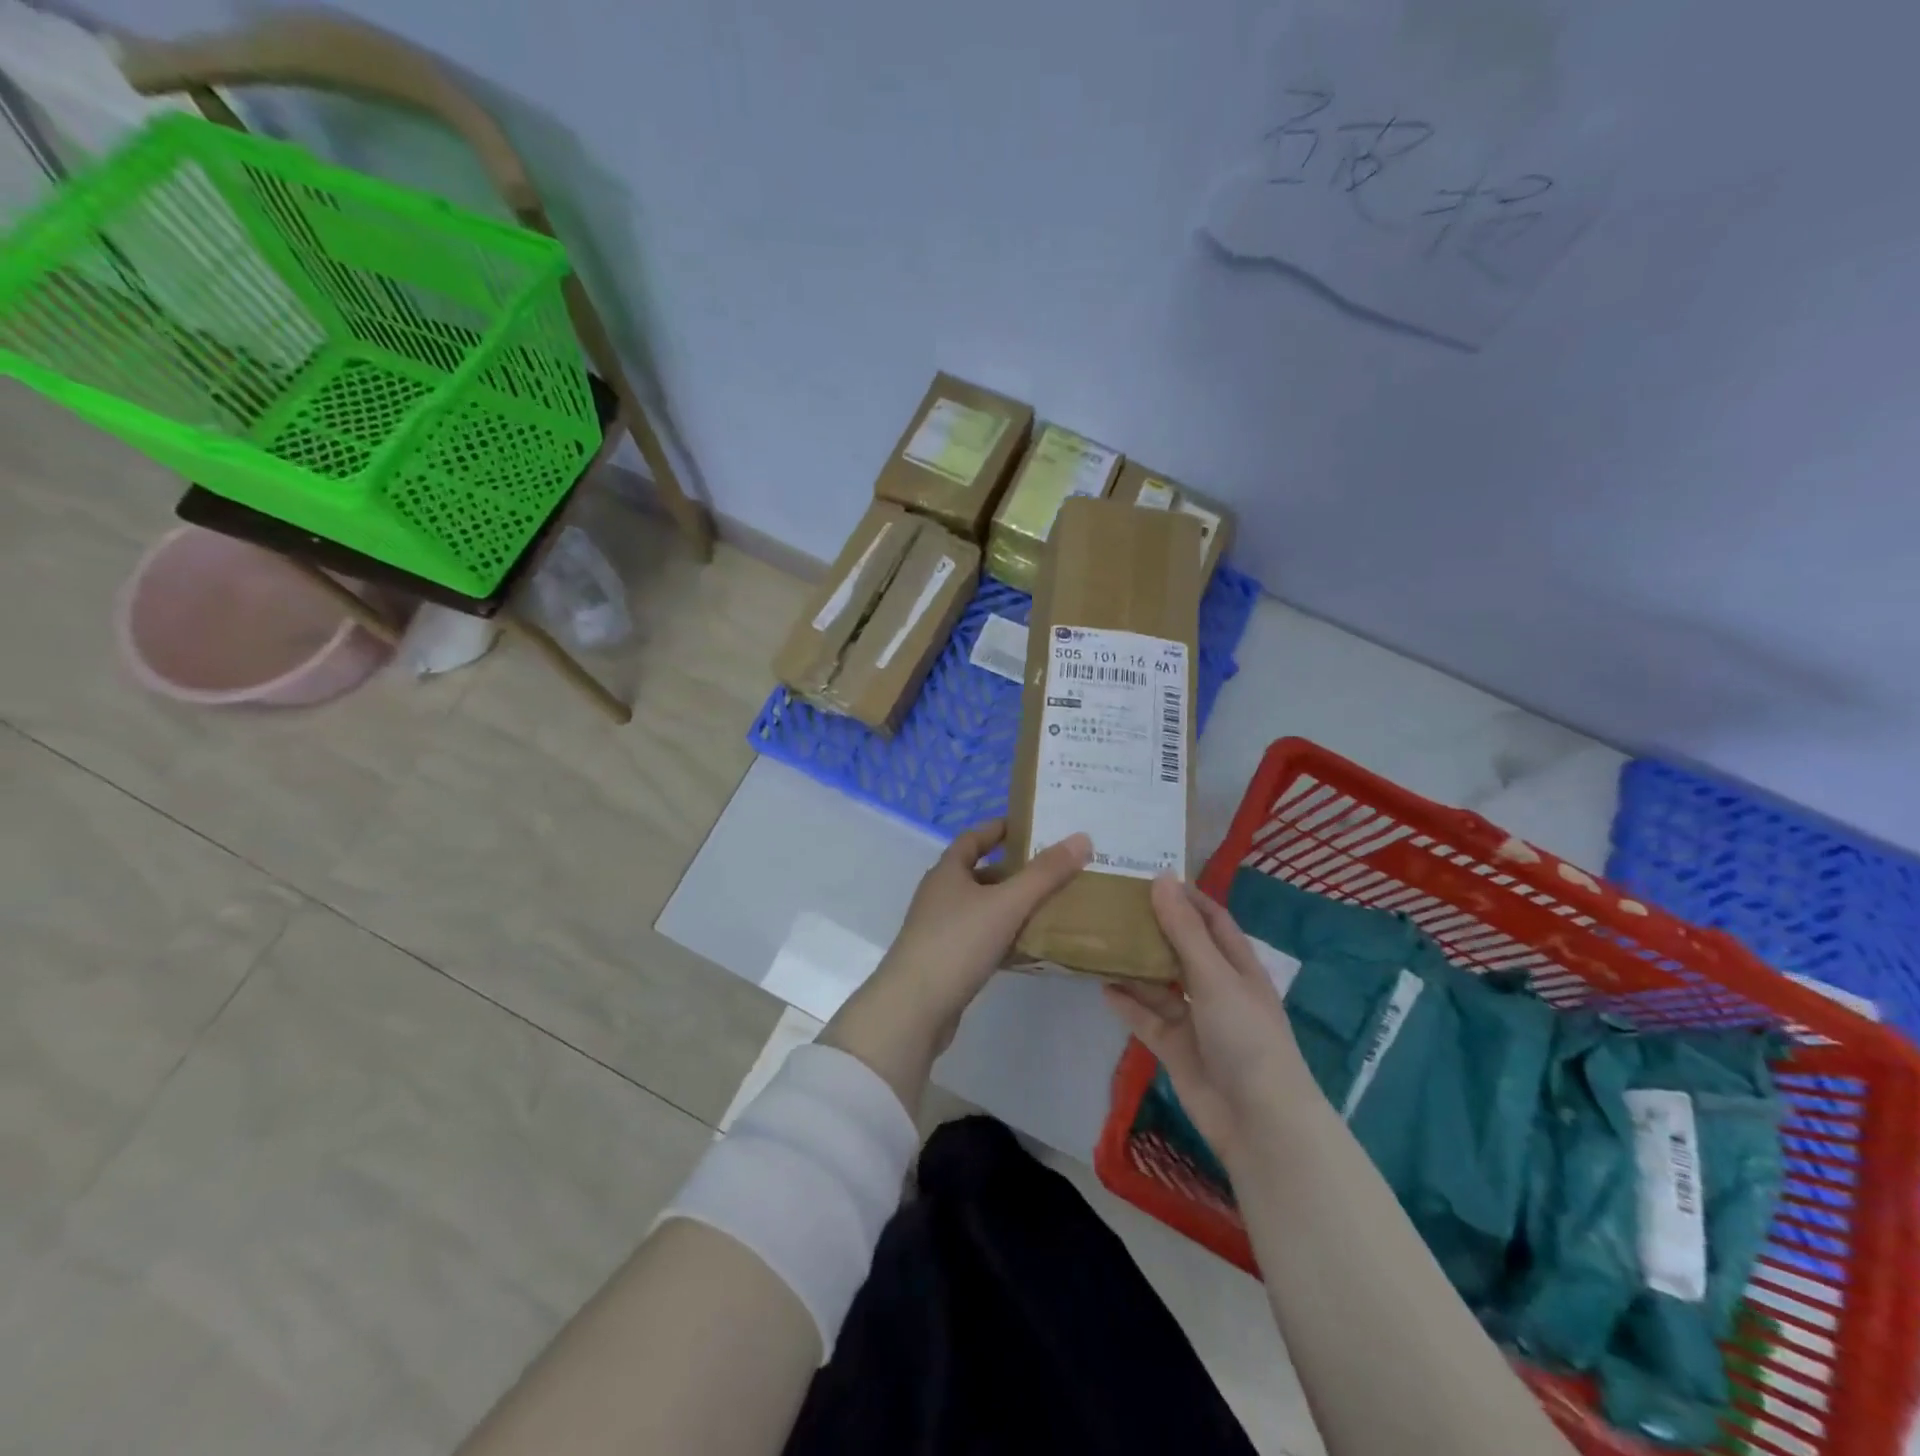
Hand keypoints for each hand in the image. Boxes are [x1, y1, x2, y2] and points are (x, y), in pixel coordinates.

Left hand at [823, 820, 1091, 1114]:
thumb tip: (1081, 838)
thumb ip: (1045, 874)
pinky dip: (1005, 937)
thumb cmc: (958, 942)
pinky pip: (982, 939)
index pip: (973, 838)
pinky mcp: (947, 961)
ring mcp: (941, 929)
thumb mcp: (1007, 903)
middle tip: (1054, 870)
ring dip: (1012, 906)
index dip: (1000, 829)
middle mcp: (940, 895)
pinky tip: (1031, 947)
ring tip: (1052, 906)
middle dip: (1014, 870)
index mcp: (948, 871)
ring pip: (983, 908)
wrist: (915, 1008)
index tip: (1032, 827)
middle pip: (980, 873)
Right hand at [1102, 876, 1310, 1168]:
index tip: (1148, 876)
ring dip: (1135, 965)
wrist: (1258, 1122)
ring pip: (1160, 984)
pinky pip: (1147, 1018)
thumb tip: (1161, 879)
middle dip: (1153, 928)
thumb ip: (1184, 930)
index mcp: (1237, 966)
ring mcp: (1196, 1020)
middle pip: (1181, 949)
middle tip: (1112, 904)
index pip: (1211, 919)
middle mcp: (1216, 989)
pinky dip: (1127, 1003)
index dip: (1185, 897)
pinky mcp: (1176, 1048)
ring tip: (1099, 940)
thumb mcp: (1215, 976)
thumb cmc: (1246, 1037)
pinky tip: (1102, 985)